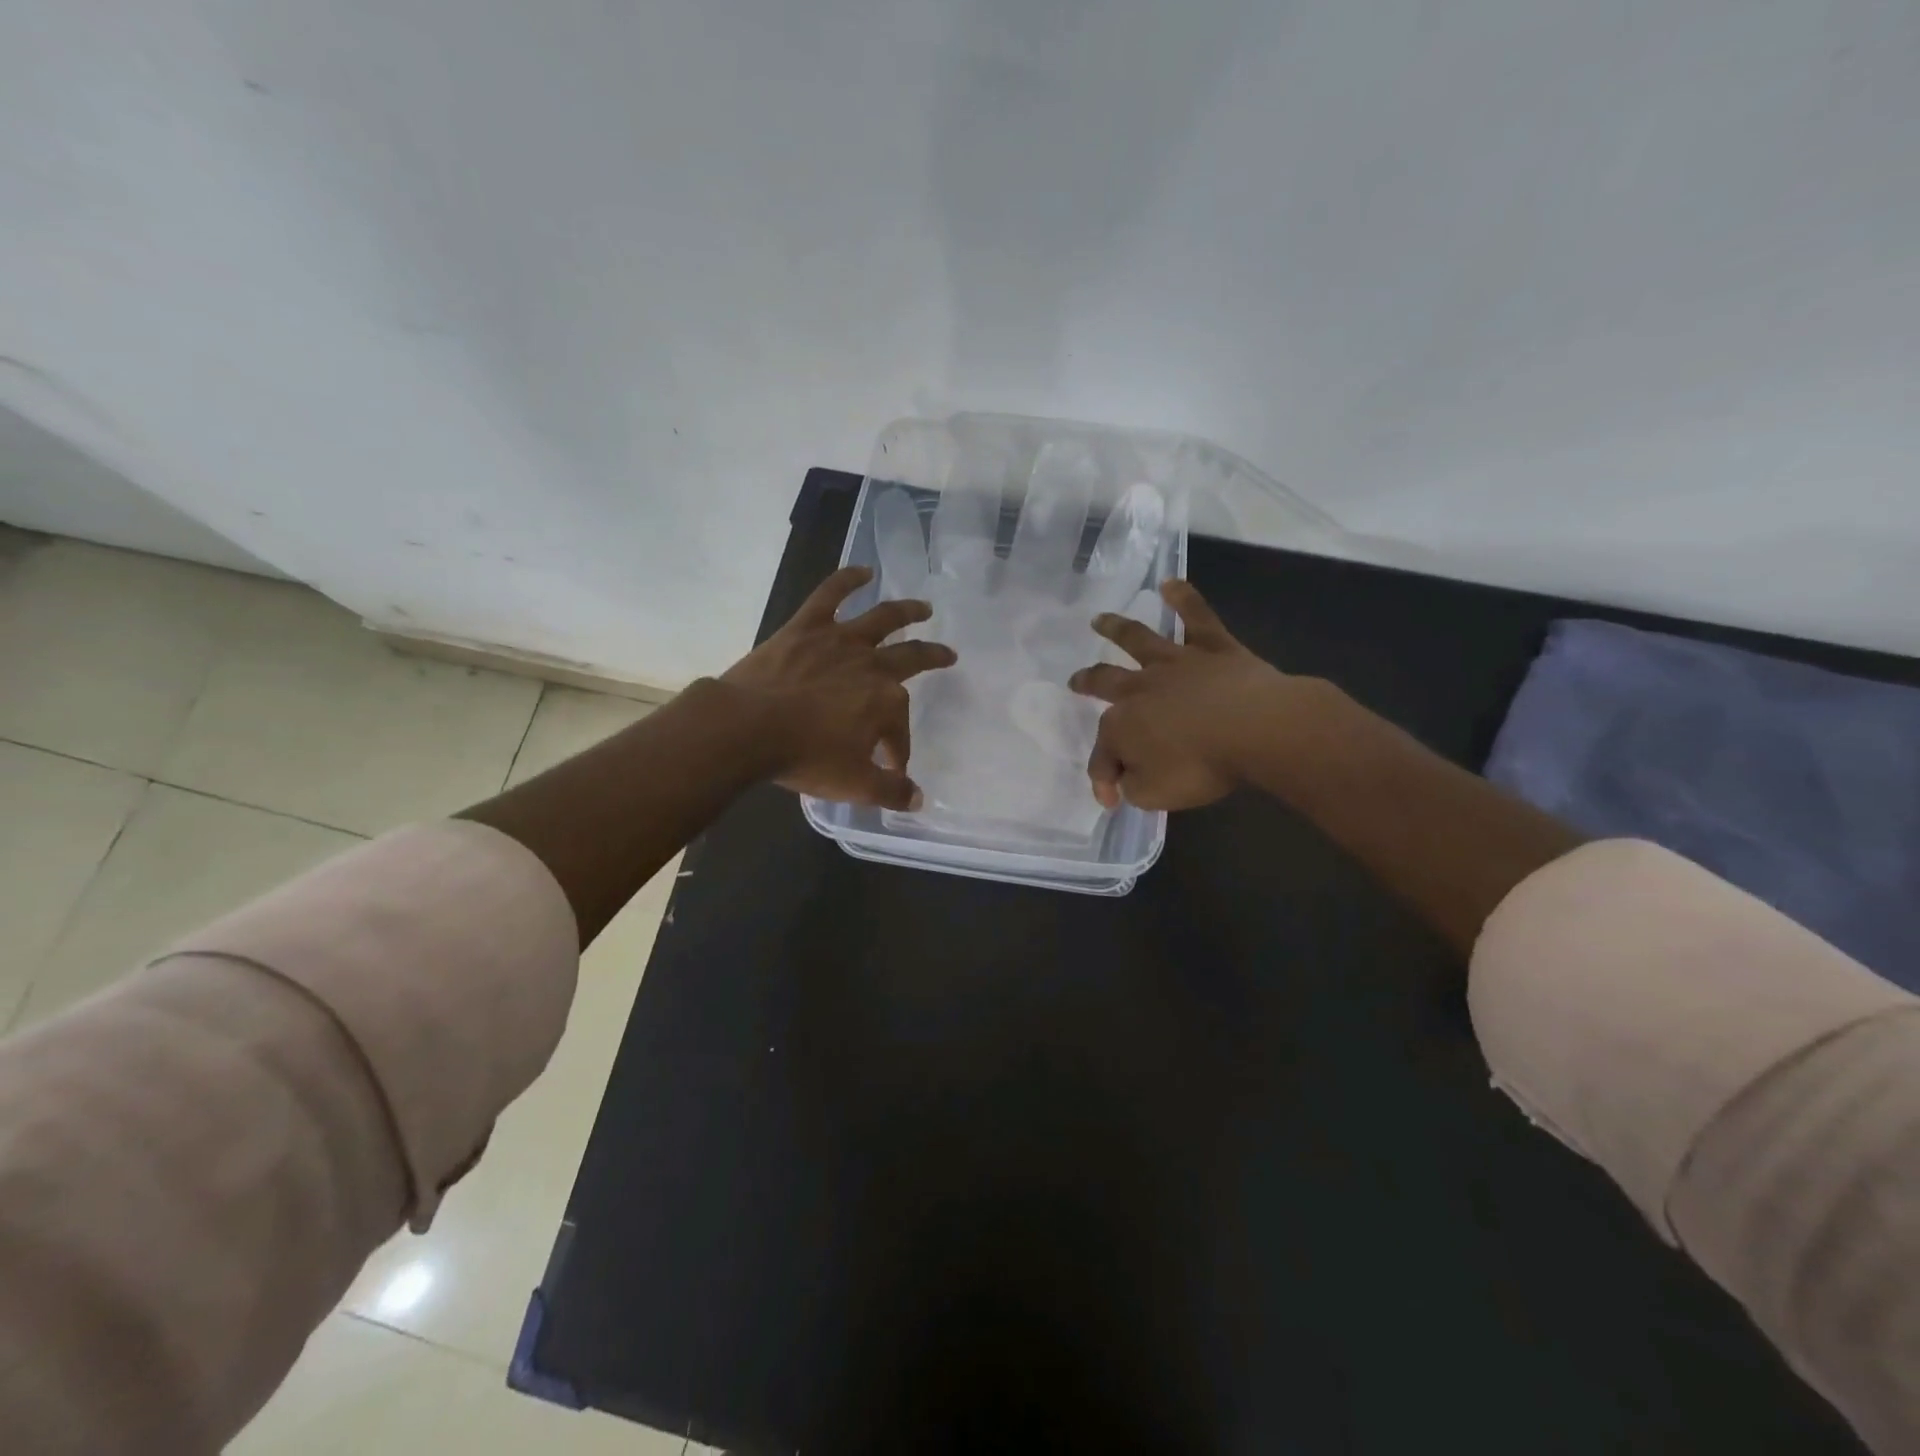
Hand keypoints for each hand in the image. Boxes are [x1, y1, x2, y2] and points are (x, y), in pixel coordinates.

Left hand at [720, 565, 956, 808]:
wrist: (747, 727)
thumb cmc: (804, 757)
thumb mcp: (853, 784)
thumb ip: (889, 792)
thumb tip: (917, 798)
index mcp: (886, 702)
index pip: (899, 730)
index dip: (898, 750)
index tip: (891, 768)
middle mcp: (871, 665)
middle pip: (911, 658)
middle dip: (932, 658)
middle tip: (948, 656)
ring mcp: (839, 640)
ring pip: (882, 618)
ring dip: (907, 611)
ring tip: (923, 607)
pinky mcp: (806, 626)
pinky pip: (830, 595)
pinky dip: (847, 579)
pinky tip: (863, 570)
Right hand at [1067, 580, 1301, 810]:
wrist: (1255, 729)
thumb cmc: (1201, 766)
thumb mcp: (1155, 795)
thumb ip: (1134, 786)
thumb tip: (1128, 780)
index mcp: (1122, 724)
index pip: (1104, 754)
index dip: (1104, 777)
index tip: (1113, 800)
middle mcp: (1140, 688)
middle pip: (1105, 681)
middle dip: (1088, 681)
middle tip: (1075, 679)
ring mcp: (1176, 663)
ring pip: (1138, 640)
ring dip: (1116, 628)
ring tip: (1100, 619)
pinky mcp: (1213, 648)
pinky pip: (1196, 618)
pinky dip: (1183, 599)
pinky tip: (1171, 584)